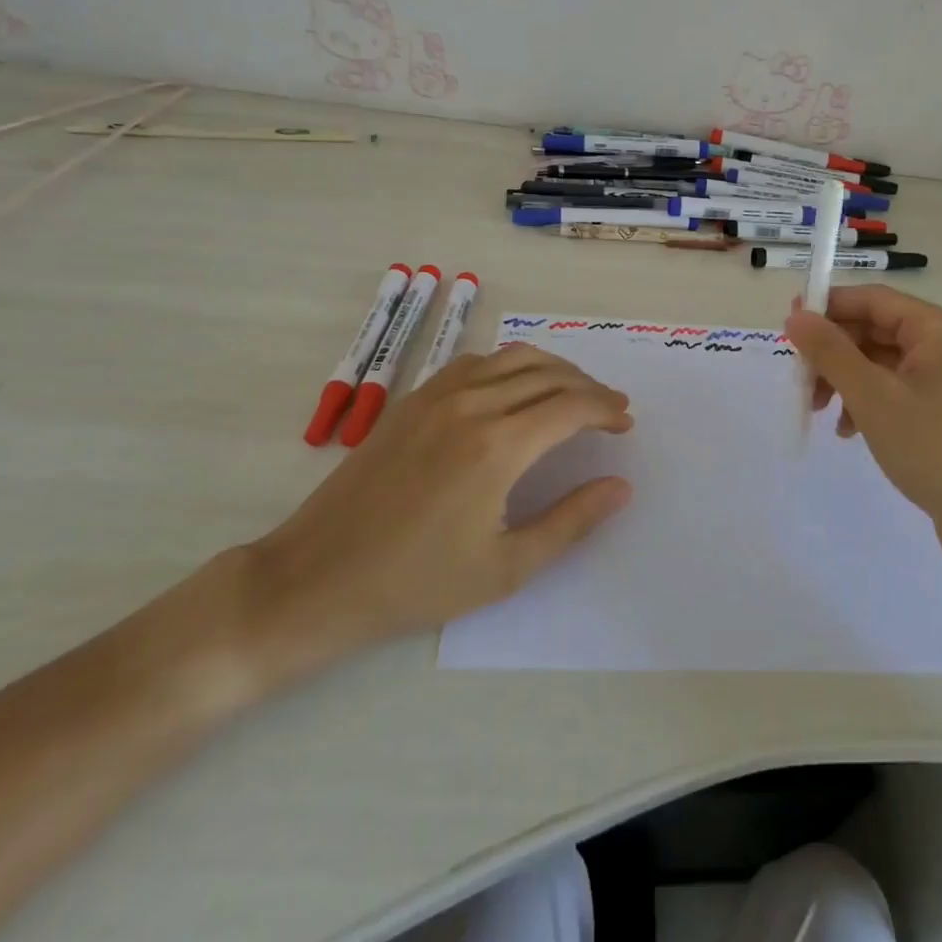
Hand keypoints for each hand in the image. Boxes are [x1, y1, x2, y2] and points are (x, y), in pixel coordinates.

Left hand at [240, 345, 633, 692]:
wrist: (316, 578)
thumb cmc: (415, 583)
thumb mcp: (505, 568)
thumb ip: (571, 521)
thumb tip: (620, 487)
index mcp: (497, 446)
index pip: (571, 406)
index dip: (606, 410)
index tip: (625, 424)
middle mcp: (471, 405)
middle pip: (548, 374)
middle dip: (589, 387)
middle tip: (611, 408)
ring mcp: (436, 395)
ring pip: (512, 357)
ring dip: (553, 368)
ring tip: (573, 392)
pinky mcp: (412, 399)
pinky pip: (475, 362)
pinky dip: (510, 364)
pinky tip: (514, 388)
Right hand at [785, 286, 941, 569]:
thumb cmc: (933, 448)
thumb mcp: (872, 396)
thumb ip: (830, 351)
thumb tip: (795, 315)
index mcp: (940, 328)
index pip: (872, 299)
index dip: (827, 307)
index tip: (788, 326)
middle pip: (876, 330)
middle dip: (834, 354)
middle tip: (801, 381)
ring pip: (882, 362)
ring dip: (847, 380)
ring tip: (822, 413)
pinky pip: (897, 388)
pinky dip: (868, 401)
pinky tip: (850, 430)